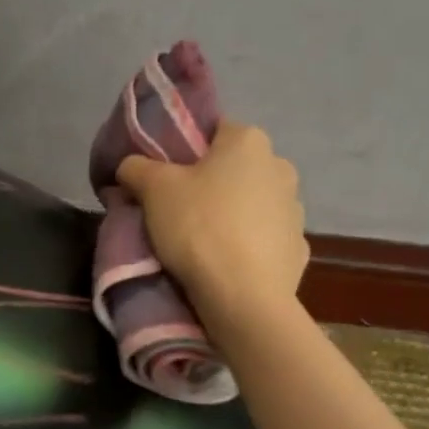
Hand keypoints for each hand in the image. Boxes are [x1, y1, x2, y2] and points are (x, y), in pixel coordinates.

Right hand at [116, 119, 307, 335]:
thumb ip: (136, 167)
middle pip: (234, 168)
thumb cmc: (199, 228)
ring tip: (202, 243)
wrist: (243, 298)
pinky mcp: (298, 248)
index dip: (184, 151)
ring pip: (252, 203)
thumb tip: (130, 165)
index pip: (213, 130)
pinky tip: (227, 264)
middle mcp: (280, 166)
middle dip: (209, 184)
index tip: (164, 177)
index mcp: (249, 141)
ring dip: (232, 214)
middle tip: (177, 210)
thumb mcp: (153, 190)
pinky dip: (248, 245)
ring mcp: (295, 209)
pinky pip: (264, 238)